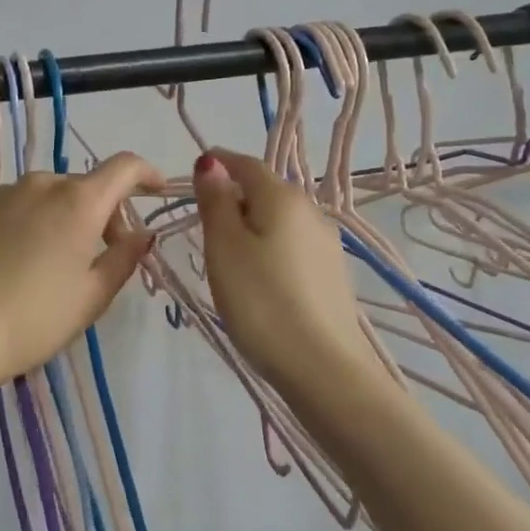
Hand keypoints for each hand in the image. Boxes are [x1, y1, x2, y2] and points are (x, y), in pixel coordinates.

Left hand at [0, 152, 163, 386]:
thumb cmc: (36, 319)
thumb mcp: (93, 296)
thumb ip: (125, 257)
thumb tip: (142, 234)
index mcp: (78, 201)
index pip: (124, 167)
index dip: (146, 174)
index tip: (156, 190)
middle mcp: (39, 184)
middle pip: (82, 187)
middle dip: (100, 214)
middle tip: (99, 257)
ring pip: (43, 196)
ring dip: (58, 218)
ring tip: (48, 264)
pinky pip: (8, 208)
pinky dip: (21, 224)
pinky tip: (9, 263)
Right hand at [192, 149, 375, 394]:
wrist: (322, 367)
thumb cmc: (261, 301)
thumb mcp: (224, 248)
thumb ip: (216, 202)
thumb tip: (212, 162)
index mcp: (283, 198)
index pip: (247, 164)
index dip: (220, 163)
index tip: (197, 172)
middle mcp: (311, 212)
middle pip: (267, 191)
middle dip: (236, 196)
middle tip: (205, 223)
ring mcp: (327, 245)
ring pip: (282, 221)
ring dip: (254, 225)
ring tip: (229, 256)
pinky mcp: (332, 275)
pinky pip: (294, 247)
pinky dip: (271, 248)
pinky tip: (261, 278)